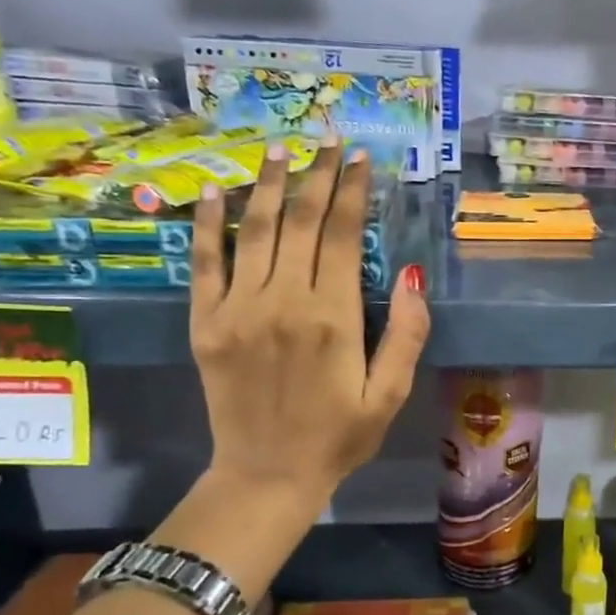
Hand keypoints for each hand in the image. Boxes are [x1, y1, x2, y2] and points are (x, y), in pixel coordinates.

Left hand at [189, 141, 429, 506]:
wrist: (267, 475)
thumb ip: (406, 334)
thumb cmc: (339, 437)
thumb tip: (411, 274)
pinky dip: (207, 224)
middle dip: (316, 175)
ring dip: (268, 185)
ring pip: (254, 231)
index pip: (340, 235)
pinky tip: (214, 192)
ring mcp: (238, 310)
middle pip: (299, 222)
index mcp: (333, 318)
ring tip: (279, 148)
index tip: (359, 157)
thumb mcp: (391, 394)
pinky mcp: (206, 324)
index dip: (351, 191)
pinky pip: (204, 263)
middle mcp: (283, 303)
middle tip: (326, 139)